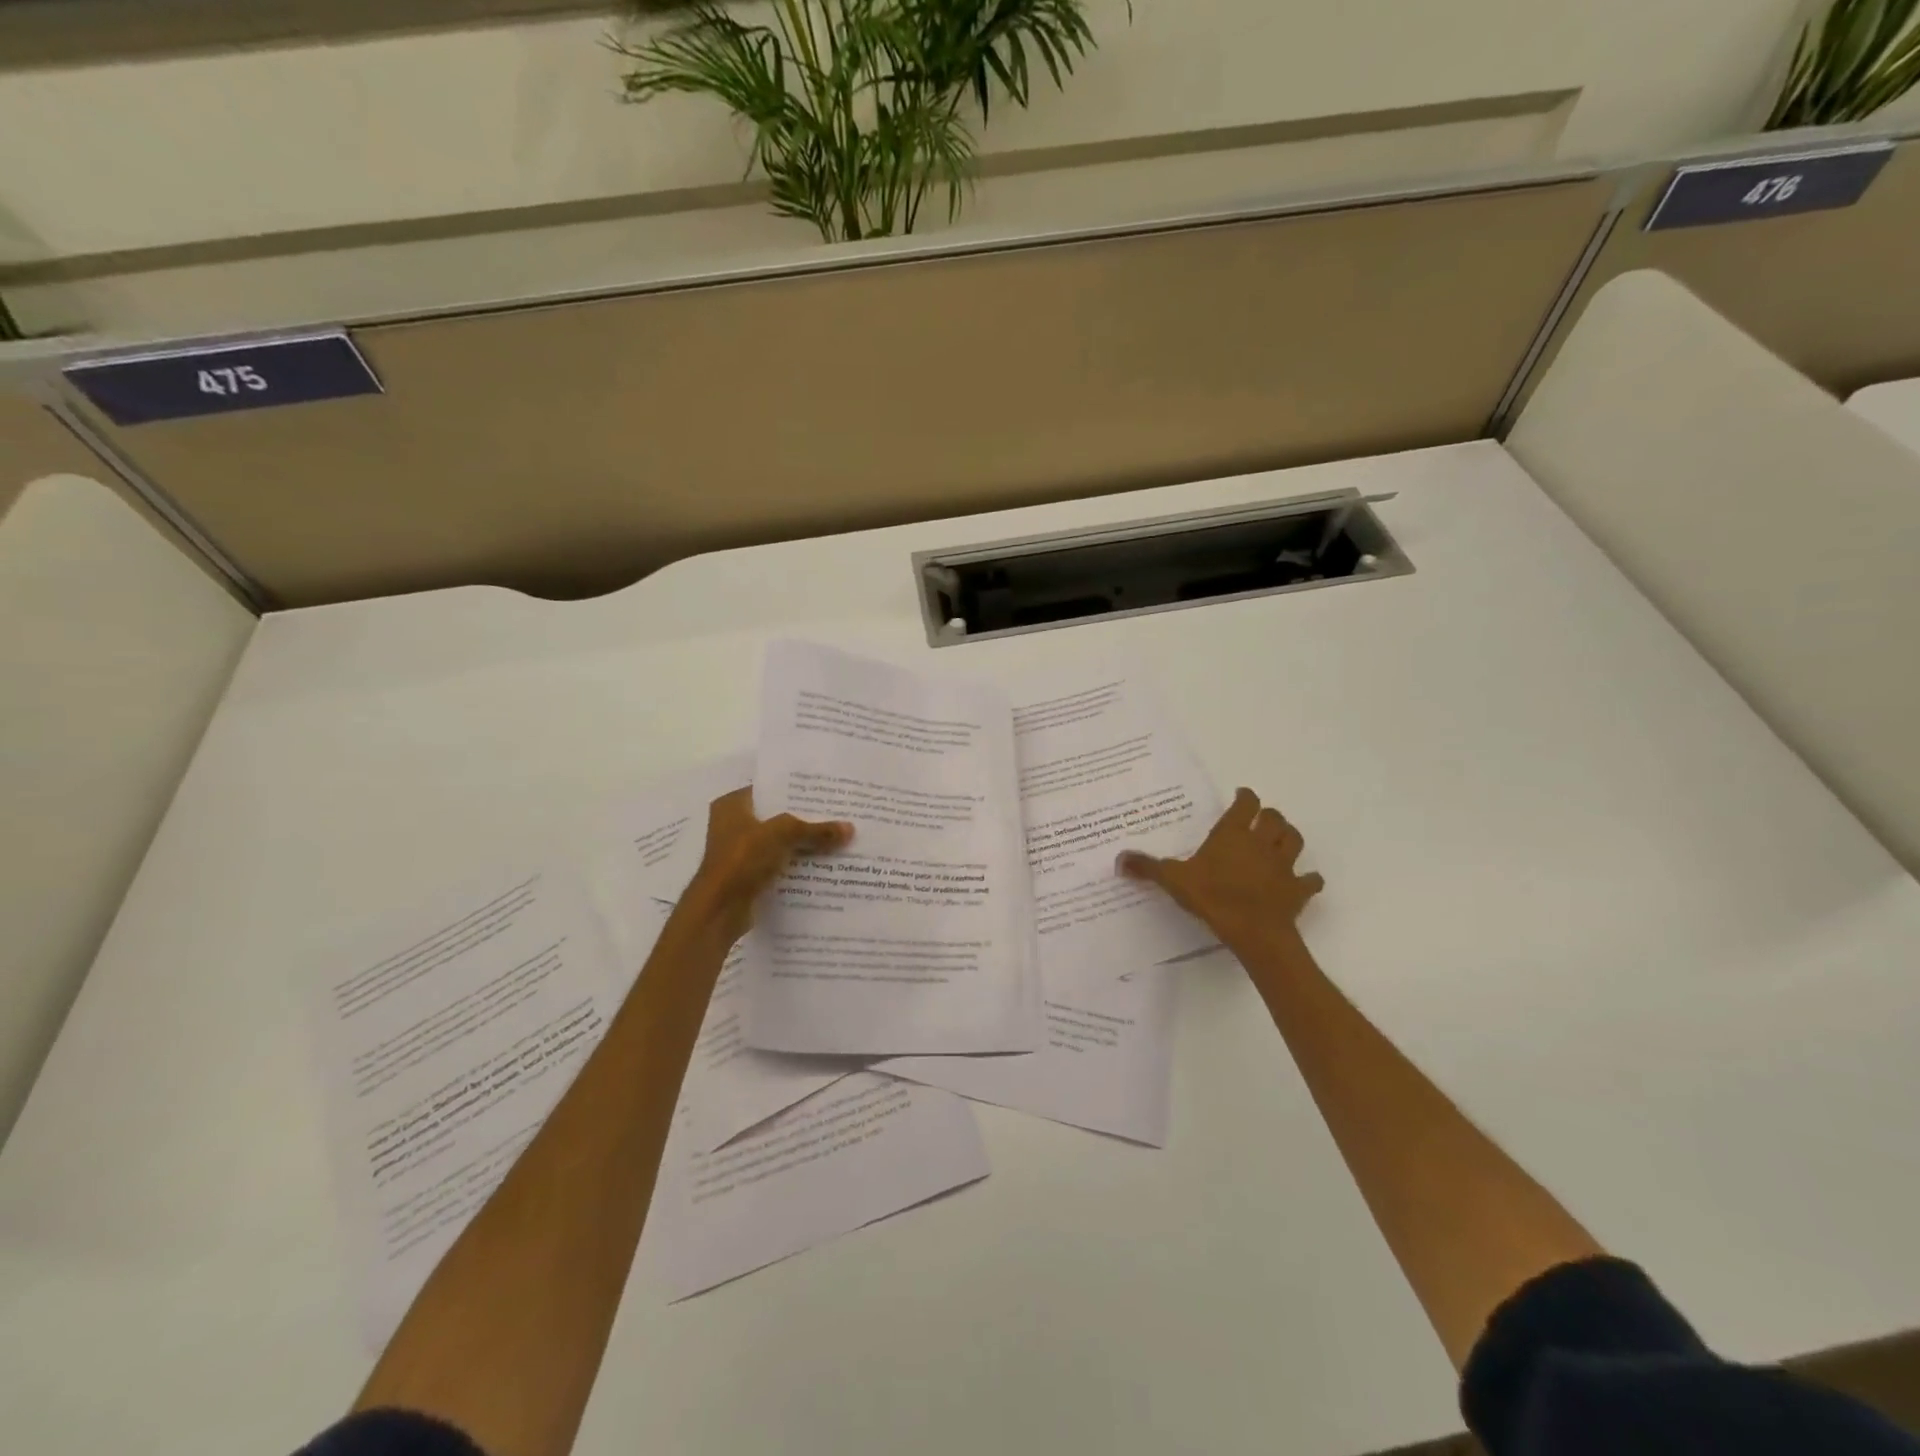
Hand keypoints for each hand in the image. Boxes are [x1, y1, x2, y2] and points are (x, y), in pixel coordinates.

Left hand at [681, 788, 852, 942]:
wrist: (720, 909)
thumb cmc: (743, 859)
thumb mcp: (783, 834)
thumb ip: (816, 830)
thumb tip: (850, 828)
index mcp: (732, 805)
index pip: (769, 789)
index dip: (796, 790)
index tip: (825, 792)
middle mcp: (732, 825)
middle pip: (776, 817)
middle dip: (804, 818)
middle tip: (837, 814)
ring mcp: (739, 853)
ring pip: (779, 842)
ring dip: (802, 844)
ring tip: (837, 838)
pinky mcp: (747, 876)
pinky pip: (778, 864)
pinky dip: (796, 865)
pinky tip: (823, 864)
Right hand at [1117, 788, 1323, 955]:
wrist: (1254, 931)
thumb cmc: (1213, 897)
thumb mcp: (1173, 880)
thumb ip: (1148, 867)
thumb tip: (1119, 858)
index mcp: (1233, 835)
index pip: (1246, 805)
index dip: (1246, 797)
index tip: (1241, 795)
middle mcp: (1261, 843)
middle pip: (1274, 818)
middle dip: (1268, 815)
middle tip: (1259, 818)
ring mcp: (1284, 866)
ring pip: (1294, 840)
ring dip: (1289, 836)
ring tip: (1280, 839)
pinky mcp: (1298, 890)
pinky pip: (1310, 880)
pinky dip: (1308, 879)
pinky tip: (1304, 880)